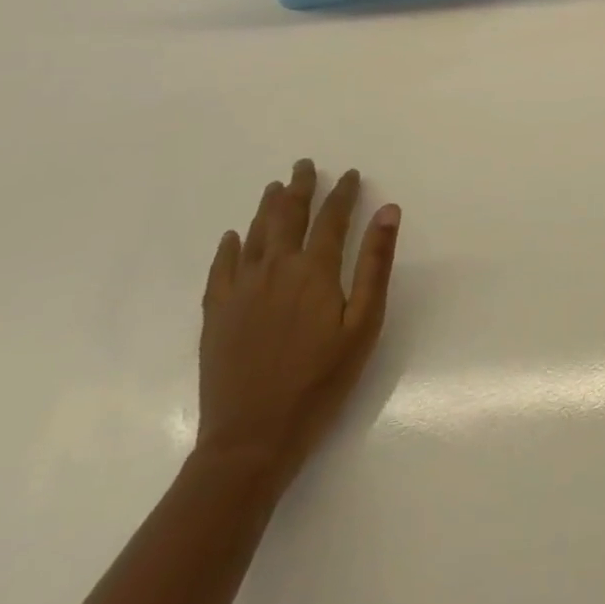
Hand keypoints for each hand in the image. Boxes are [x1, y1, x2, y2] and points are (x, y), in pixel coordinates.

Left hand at [197, 160, 401, 488]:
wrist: (252, 438)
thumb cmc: (321, 381)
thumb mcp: (364, 323)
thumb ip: (375, 264)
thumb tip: (388, 211)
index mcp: (314, 271)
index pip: (331, 218)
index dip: (342, 193)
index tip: (351, 174)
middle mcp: (274, 270)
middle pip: (287, 216)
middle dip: (299, 187)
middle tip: (305, 165)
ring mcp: (240, 291)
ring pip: (254, 235)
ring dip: (267, 207)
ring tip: (275, 187)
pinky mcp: (216, 314)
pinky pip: (221, 268)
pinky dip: (229, 247)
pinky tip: (233, 236)